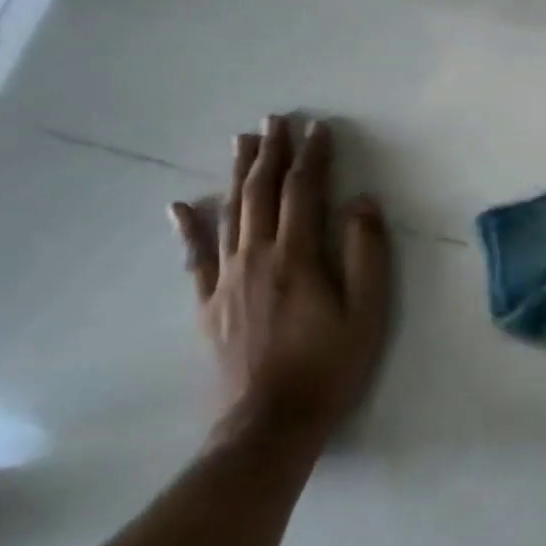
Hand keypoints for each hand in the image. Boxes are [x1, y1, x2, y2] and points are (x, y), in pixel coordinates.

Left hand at [169, 116, 390, 449]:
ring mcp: (227, 280)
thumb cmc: (327, 367)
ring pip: (230, 213)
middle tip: (275, 119)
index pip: (304, 191)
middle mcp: (256, 257)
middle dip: (271, 152)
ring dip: (238, 174)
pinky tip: (179, 206)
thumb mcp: (366, 312)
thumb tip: (361, 202)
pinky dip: (188, 229)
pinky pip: (195, 258)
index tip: (319, 127)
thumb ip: (366, 253)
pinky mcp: (209, 305)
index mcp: (297, 256)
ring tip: (242, 141)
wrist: (269, 427)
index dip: (313, 156)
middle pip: (262, 192)